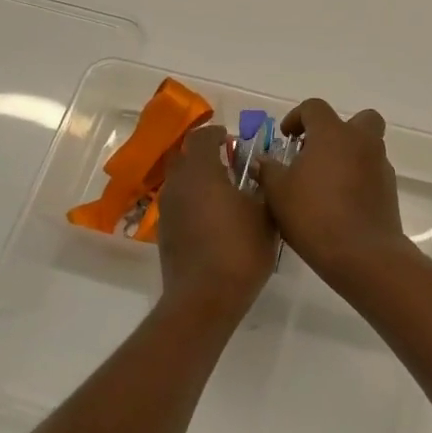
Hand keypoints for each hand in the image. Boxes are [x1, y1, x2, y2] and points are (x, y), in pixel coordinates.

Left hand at [154, 124, 277, 319]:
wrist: (204, 298)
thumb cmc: (240, 250)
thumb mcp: (266, 215)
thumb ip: (263, 186)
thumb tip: (260, 173)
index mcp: (201, 172)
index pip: (201, 137)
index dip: (217, 134)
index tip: (233, 139)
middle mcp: (178, 185)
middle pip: (185, 157)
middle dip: (205, 154)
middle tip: (230, 162)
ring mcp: (168, 210)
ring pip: (180, 181)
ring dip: (198, 179)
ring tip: (225, 191)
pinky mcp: (165, 233)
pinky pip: (179, 204)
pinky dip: (193, 201)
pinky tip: (215, 218)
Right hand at [259, 99, 411, 286]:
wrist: (362, 253)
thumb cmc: (314, 215)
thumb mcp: (278, 193)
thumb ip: (269, 171)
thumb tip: (264, 161)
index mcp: (333, 133)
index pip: (315, 108)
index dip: (298, 117)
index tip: (287, 136)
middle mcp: (361, 142)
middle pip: (359, 119)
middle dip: (339, 129)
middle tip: (317, 151)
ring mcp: (380, 165)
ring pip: (367, 147)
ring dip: (349, 155)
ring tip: (325, 182)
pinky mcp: (390, 189)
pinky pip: (372, 172)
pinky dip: (358, 178)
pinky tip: (340, 202)